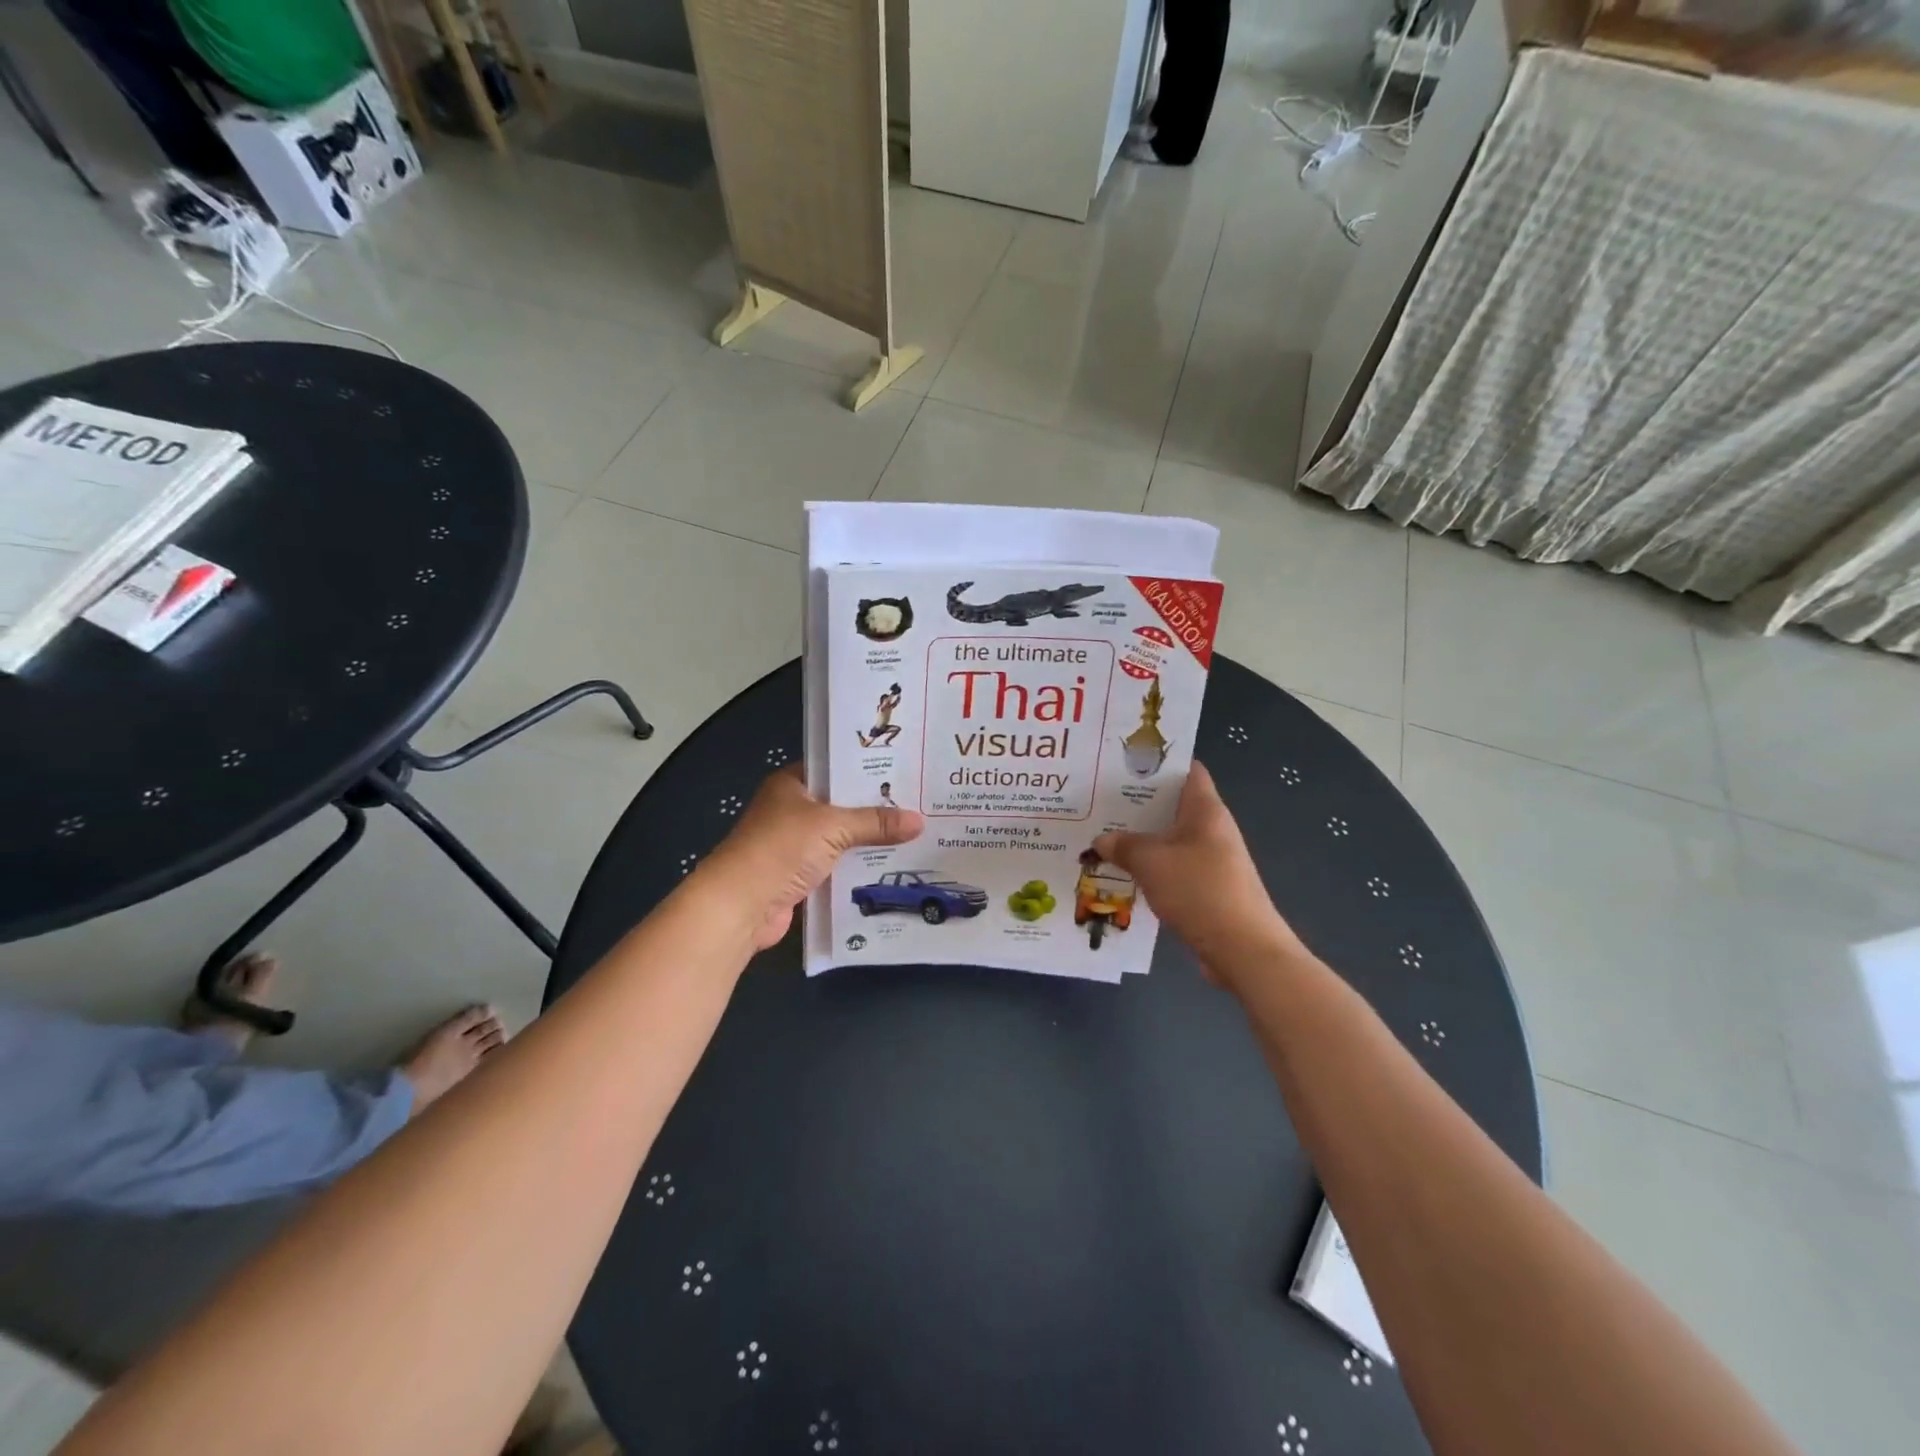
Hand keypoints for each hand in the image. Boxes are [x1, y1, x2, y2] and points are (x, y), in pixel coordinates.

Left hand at [697, 766, 924, 950]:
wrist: (739, 906)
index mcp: (792, 784)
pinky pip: (838, 866)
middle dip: (876, 809)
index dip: (868, 770)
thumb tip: (919, 821)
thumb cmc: (780, 849)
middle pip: (842, 805)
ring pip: (841, 838)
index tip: (906, 771)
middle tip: (921, 804)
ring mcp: (795, 845)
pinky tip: (892, 867)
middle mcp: (792, 810)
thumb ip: (875, 823)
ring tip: (916, 835)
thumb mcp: (833, 827)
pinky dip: (859, 868)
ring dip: (869, 842)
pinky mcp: (800, 876)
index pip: (836, 768)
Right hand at [1093, 763, 1297, 984]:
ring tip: (1102, 836)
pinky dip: (1150, 868)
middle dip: (1137, 804)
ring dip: (1141, 839)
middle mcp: (1212, 829)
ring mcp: (1212, 860)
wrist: (1243, 949)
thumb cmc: (1199, 890)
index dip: (1159, 763)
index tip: (1123, 763)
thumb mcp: (1150, 862)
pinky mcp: (1207, 888)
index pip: (1187, 770)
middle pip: (1173, 805)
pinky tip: (1121, 873)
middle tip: (1099, 801)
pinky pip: (1173, 868)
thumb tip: (1100, 840)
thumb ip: (1122, 845)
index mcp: (1205, 810)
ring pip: (1169, 839)